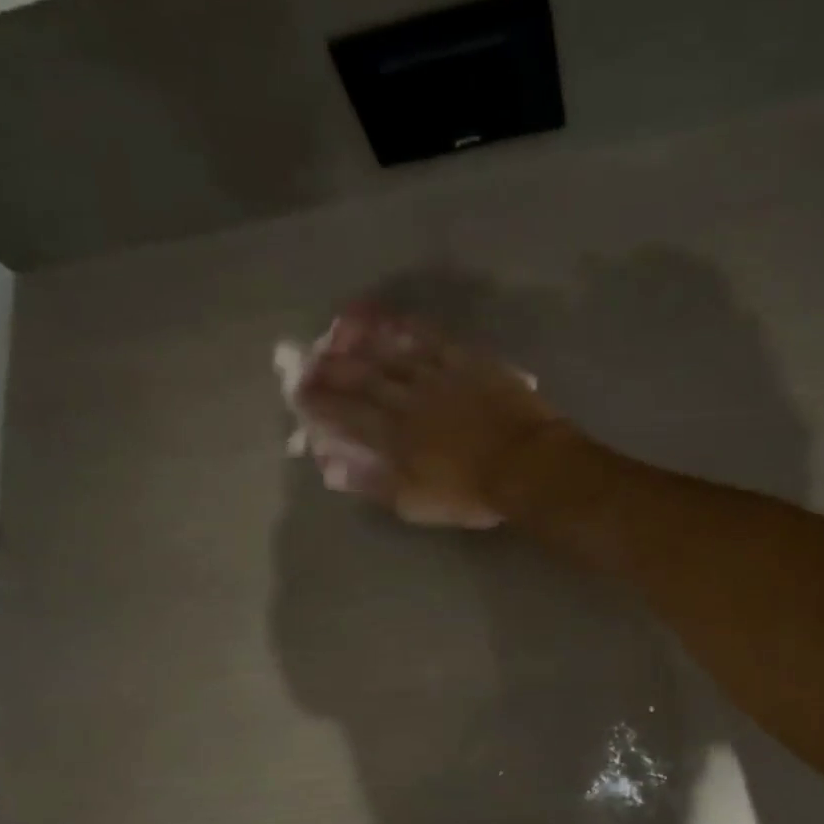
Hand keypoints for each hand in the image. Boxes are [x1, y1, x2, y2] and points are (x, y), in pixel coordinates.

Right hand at [296, 305, 566, 528]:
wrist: (527, 465)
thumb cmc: (471, 493)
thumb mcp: (416, 503)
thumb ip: (373, 483)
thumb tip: (332, 468)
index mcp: (392, 436)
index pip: (344, 414)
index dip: (318, 402)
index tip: (296, 391)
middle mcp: (407, 399)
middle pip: (361, 377)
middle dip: (330, 367)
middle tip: (306, 356)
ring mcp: (437, 376)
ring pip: (391, 351)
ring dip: (361, 340)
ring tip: (338, 329)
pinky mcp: (466, 361)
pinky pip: (431, 338)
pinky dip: (408, 327)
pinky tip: (393, 320)